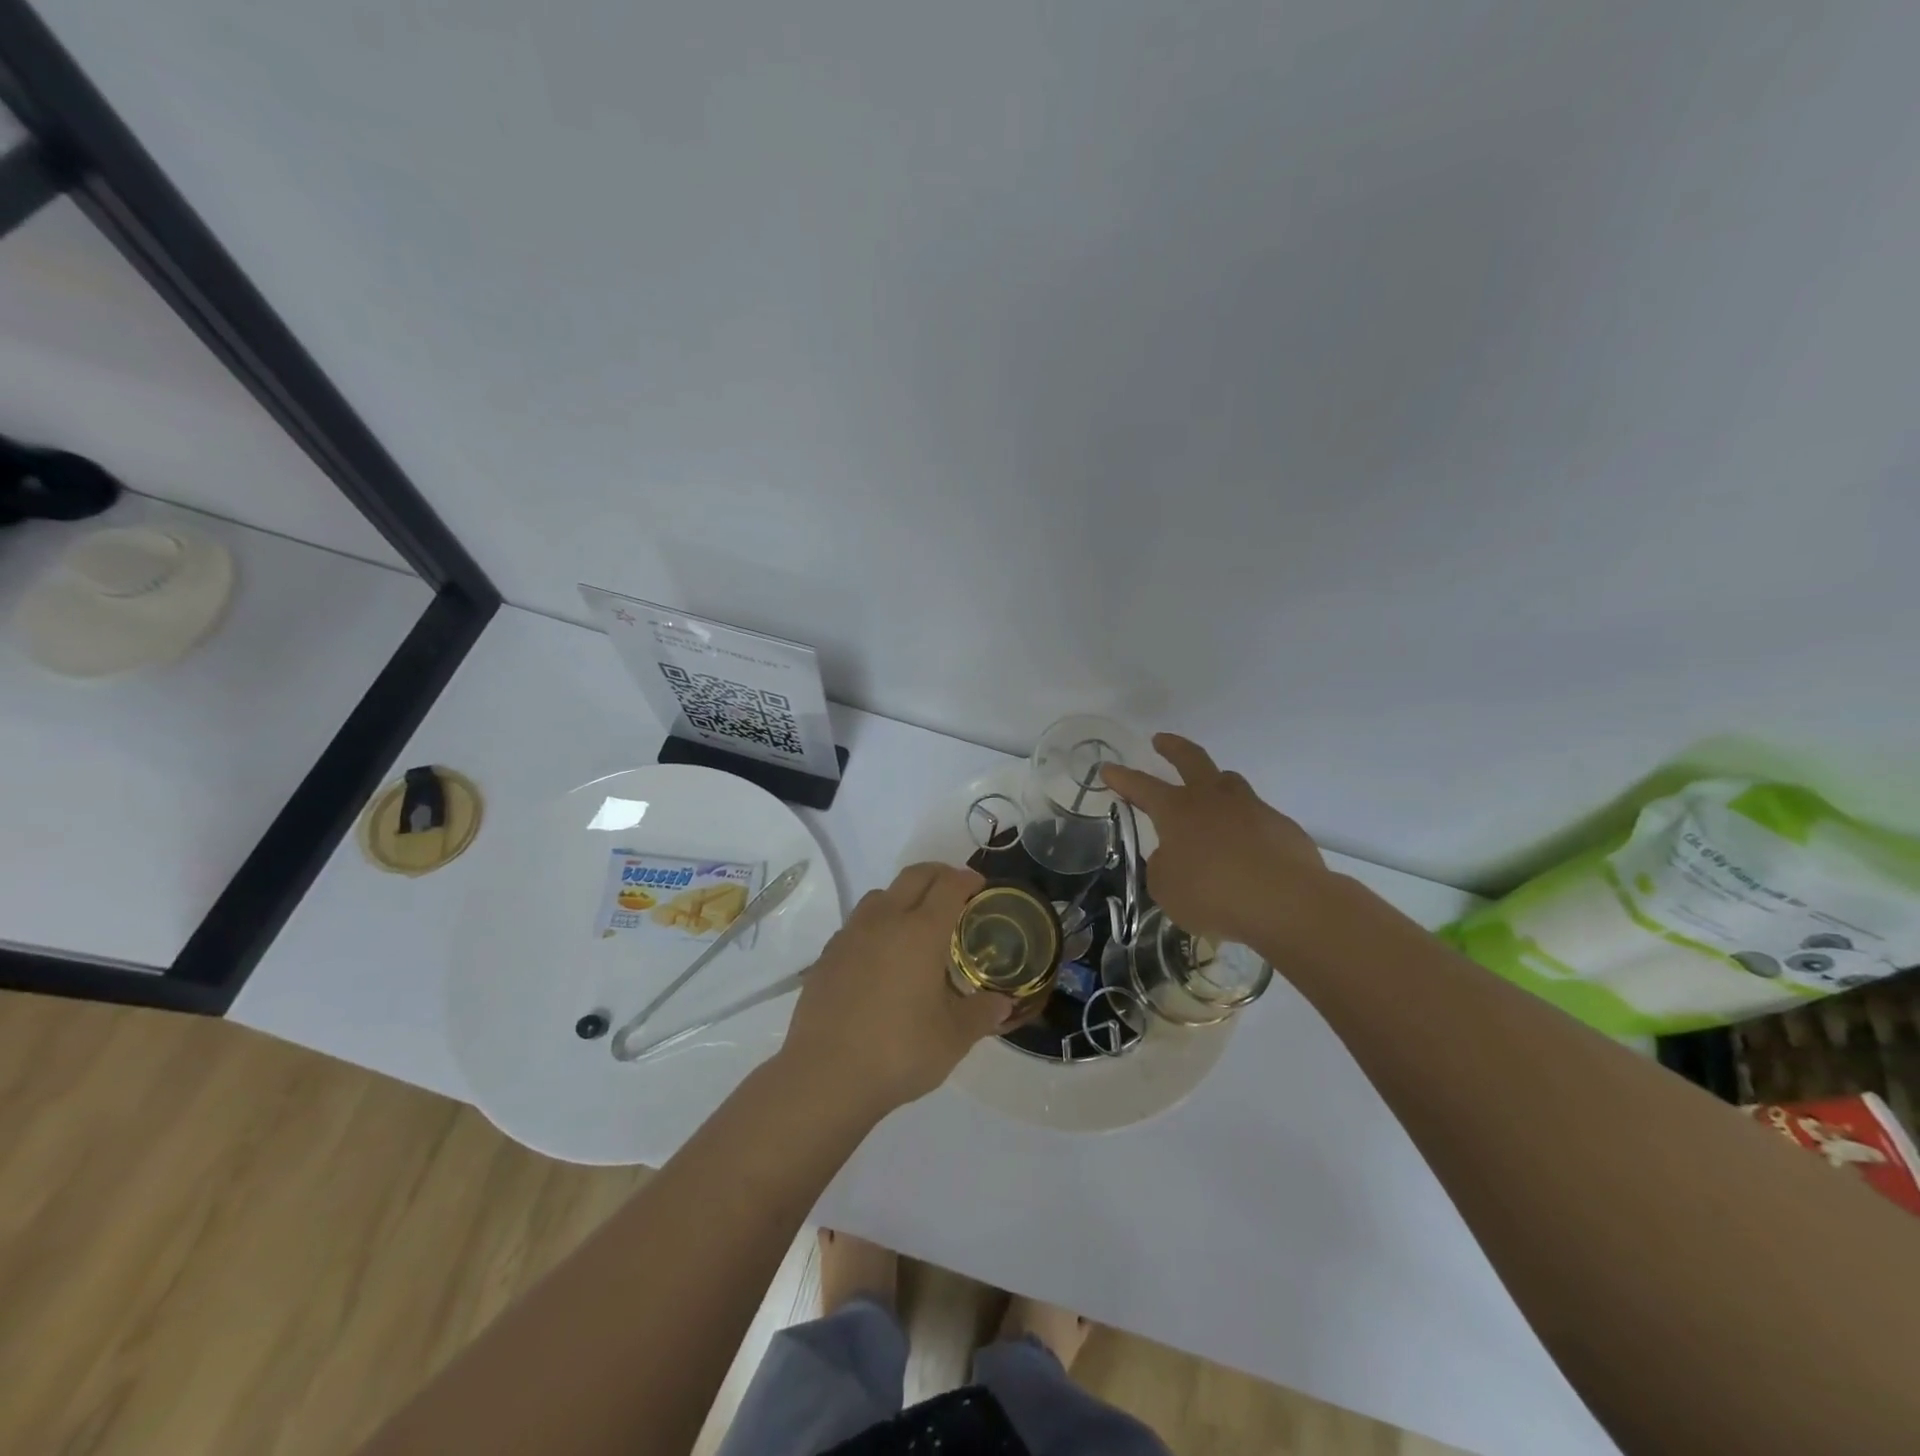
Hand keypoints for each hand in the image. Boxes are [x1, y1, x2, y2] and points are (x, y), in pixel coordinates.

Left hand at [780, 863, 1013, 1115]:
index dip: (968, 879)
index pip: (949, 885)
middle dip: (939, 874)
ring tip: (916, 923)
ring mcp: (851, 935)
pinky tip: (881, 957)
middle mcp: (885, 921)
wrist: (825, 1076)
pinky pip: (857, 924)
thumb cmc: (899, 1051)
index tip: (980, 887)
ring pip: (880, 895)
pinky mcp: (827, 955)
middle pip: (914, 876)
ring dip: (903, 896)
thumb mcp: (954, 1038)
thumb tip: (1004, 1004)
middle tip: (955, 891)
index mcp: (921, 931)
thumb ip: (982, 1014)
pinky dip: (877, 925)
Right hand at [1101, 733, 1330, 948]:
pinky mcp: (1281, 827)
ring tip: (1209, 792)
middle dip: (1172, 748)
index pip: (1141, 786)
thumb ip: (1164, 867)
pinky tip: (1246, 850)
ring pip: (1229, 782)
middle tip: (1161, 740)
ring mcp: (1251, 808)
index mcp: (1177, 810)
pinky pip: (1256, 818)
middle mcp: (1213, 799)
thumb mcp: (1167, 888)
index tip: (1108, 768)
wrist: (1285, 902)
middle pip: (1191, 759)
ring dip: (1214, 782)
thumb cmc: (1213, 894)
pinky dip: (1245, 826)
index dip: (1122, 778)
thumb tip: (1174, 857)